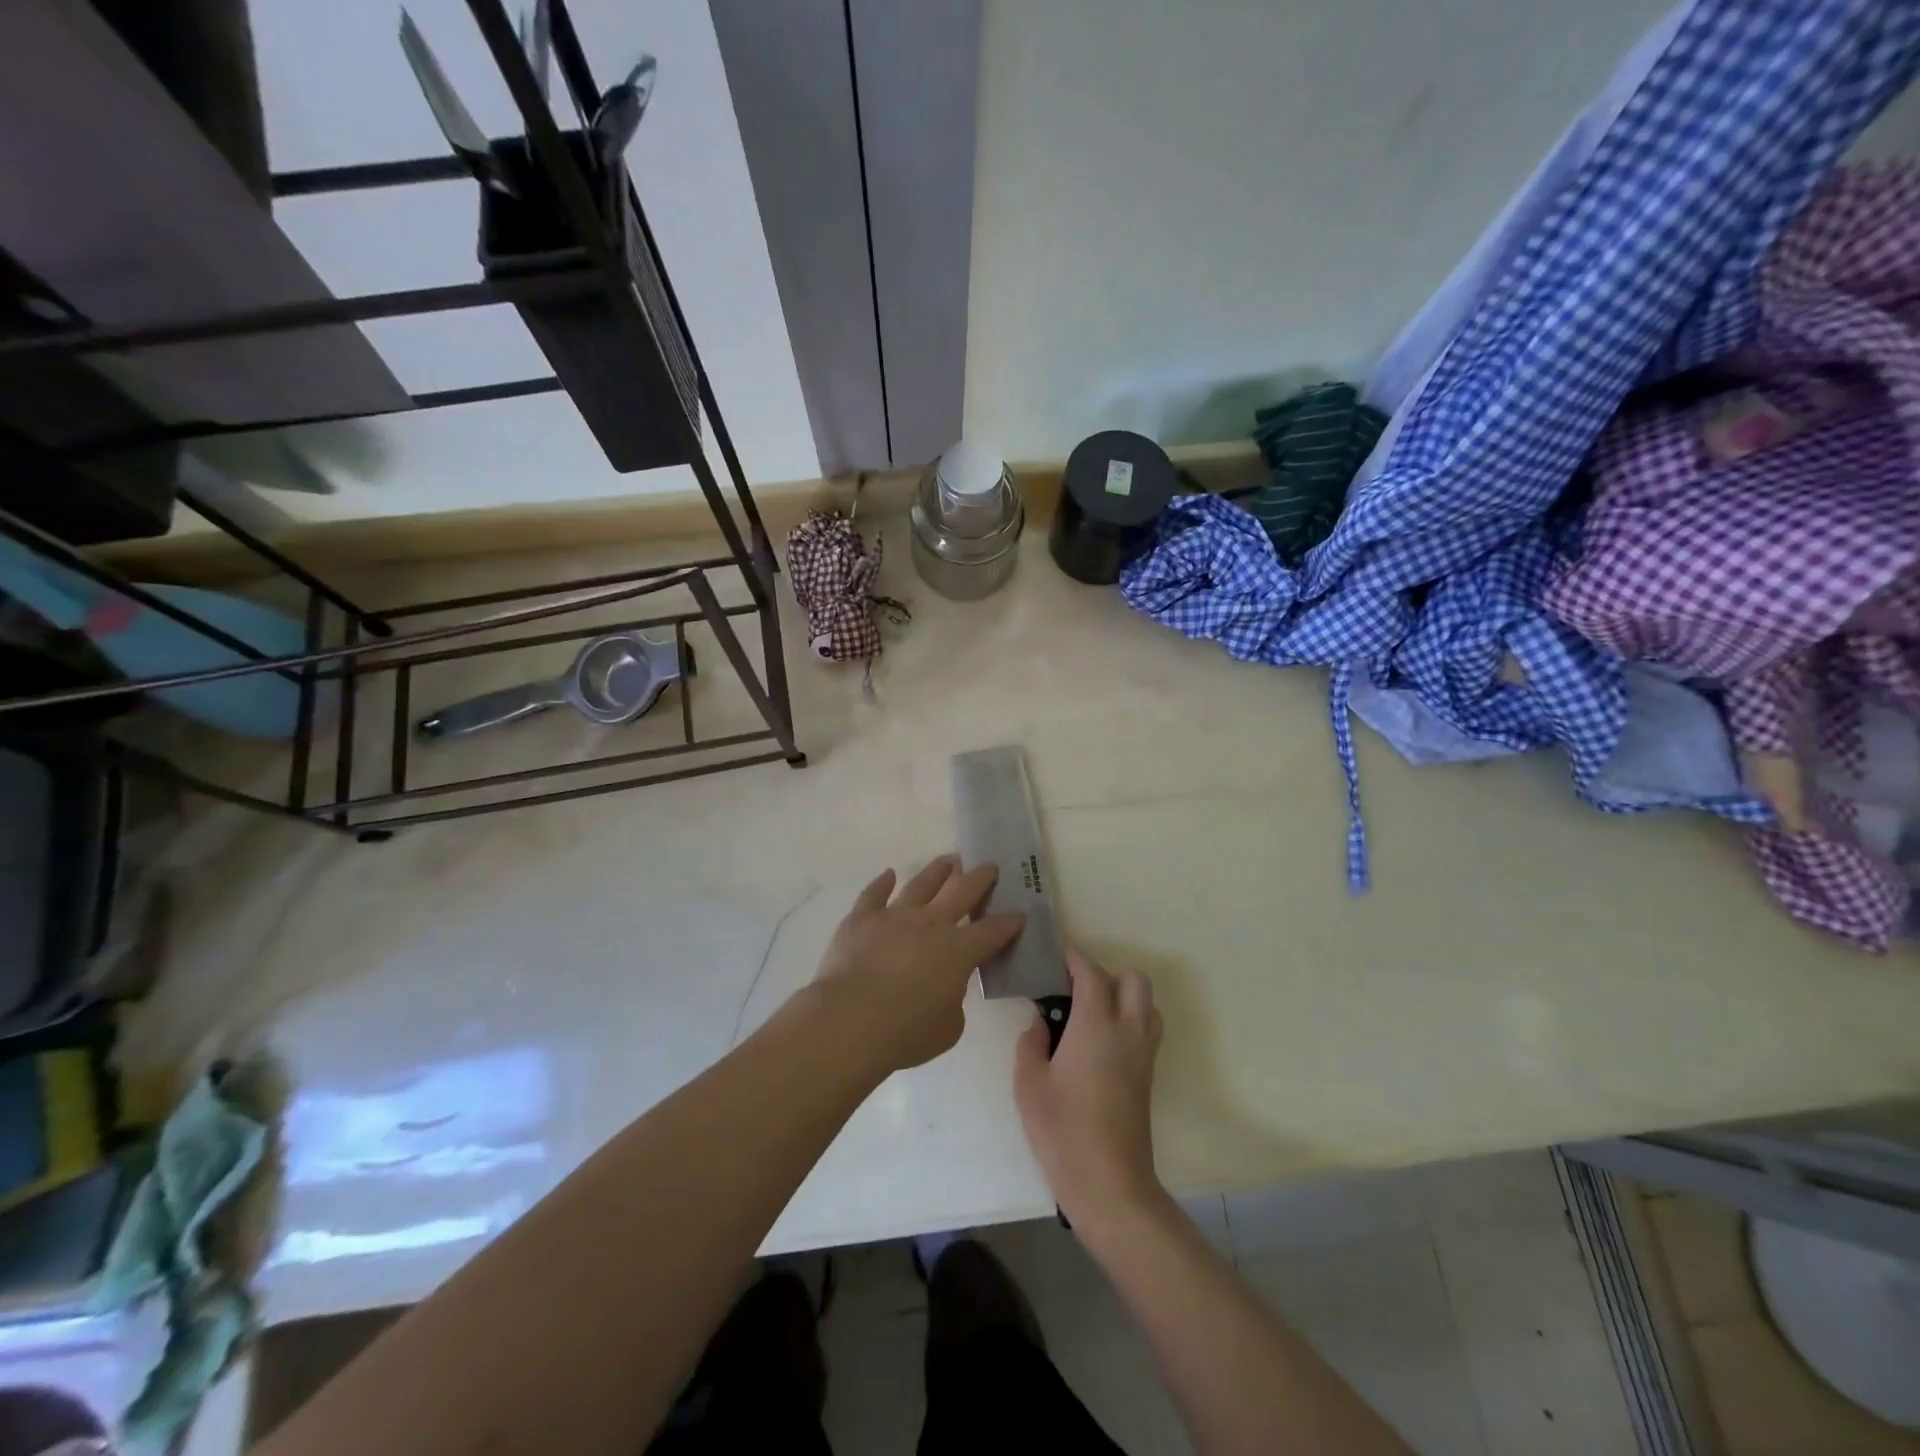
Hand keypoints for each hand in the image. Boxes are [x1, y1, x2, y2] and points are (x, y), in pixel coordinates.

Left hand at [812, 857, 1025, 1072]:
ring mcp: (895, 916)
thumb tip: (946, 989)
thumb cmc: (906, 1031)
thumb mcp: (948, 1028)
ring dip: (938, 871)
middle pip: (962, 893)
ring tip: (949, 860)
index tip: (1019, 913)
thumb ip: (953, 1002)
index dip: (1009, 922)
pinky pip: (874, 894)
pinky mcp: (862, 919)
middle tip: (989, 866)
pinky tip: (889, 874)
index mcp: (959, 951)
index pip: (992, 931)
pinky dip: (882, 883)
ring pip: (921, 884)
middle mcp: (931, 924)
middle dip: (980, 879)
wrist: (850, 1020)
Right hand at [1014, 948, 1164, 1228]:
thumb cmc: (1063, 1131)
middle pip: (1134, 980)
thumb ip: (1031, 1043)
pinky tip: (1098, 1044)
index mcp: (1096, 1025)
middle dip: (1106, 974)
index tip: (1055, 955)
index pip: (1091, 973)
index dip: (1074, 957)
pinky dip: (1129, 1021)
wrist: (1110, 1185)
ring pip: (1147, 1004)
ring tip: (1089, 1015)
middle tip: (1073, 990)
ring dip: (1123, 997)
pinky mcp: (1148, 1077)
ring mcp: (1143, 1055)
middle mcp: (1127, 1031)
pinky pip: (1146, 1030)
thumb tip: (1040, 1023)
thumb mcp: (1029, 1084)